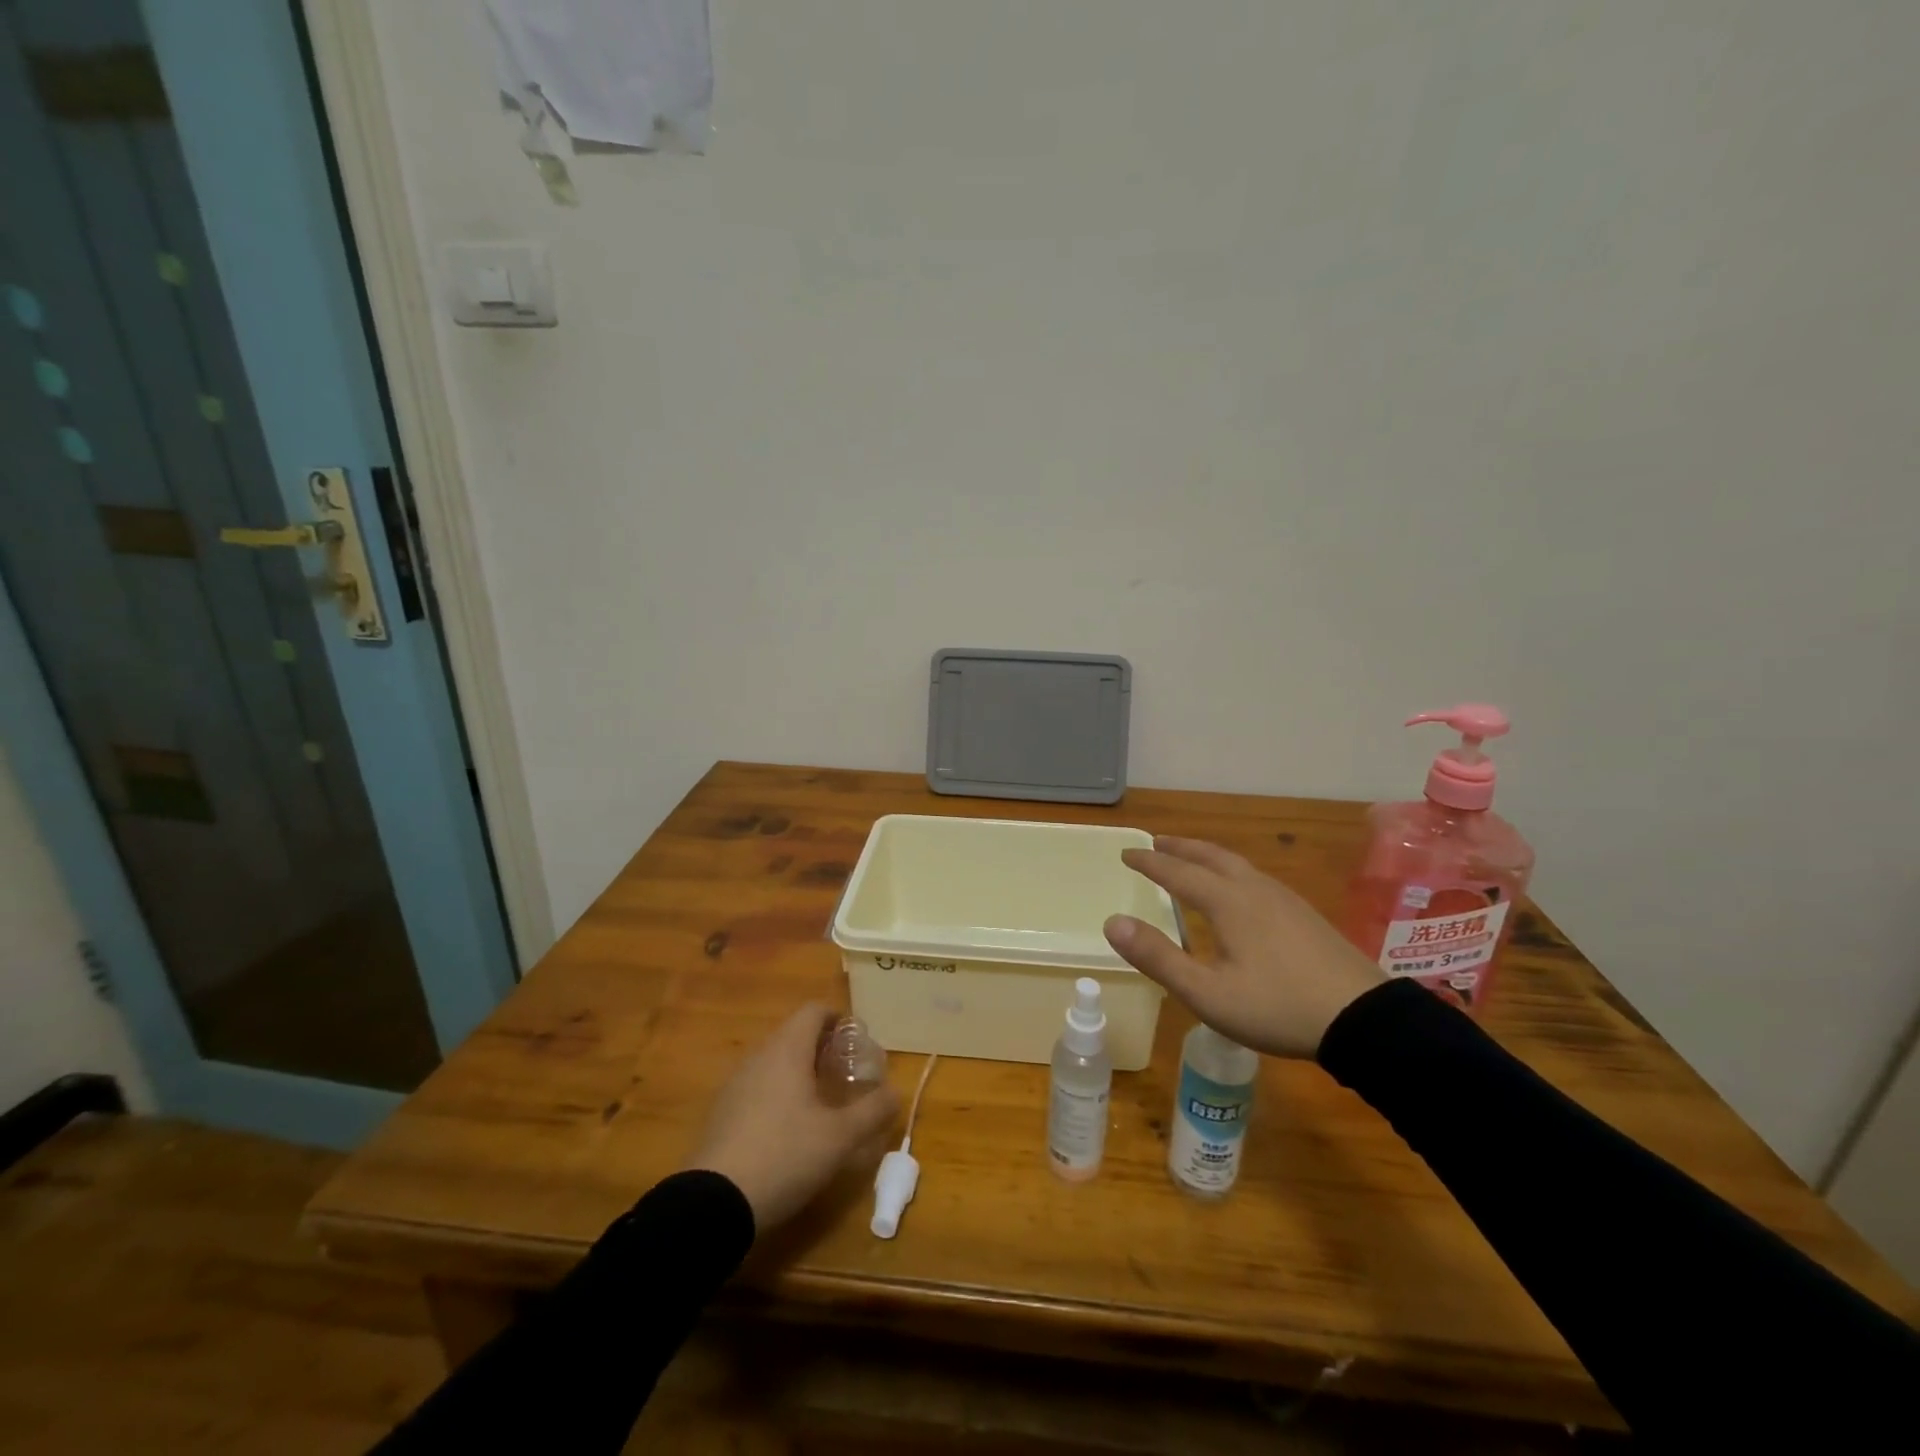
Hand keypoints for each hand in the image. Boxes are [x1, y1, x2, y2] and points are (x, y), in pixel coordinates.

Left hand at [685, 1002, 901, 1232]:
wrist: (714, 1205)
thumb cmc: (785, 1155)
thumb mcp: (840, 1137)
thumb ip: (872, 1110)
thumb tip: (895, 1093)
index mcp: (787, 1050)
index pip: (814, 1011)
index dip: (839, 1019)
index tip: (857, 1043)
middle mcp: (759, 1057)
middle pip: (794, 1034)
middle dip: (823, 1047)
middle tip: (846, 1073)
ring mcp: (735, 1084)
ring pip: (774, 1062)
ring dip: (799, 1071)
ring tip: (821, 1102)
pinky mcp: (721, 1114)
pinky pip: (757, 1087)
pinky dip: (778, 1093)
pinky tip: (789, 1129)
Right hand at [1104, 837, 1384, 1058]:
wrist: (1363, 1019)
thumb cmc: (1277, 1006)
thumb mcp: (1207, 993)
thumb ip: (1158, 957)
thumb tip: (1113, 922)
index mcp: (1228, 902)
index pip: (1178, 872)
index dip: (1149, 862)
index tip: (1126, 853)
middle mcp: (1254, 889)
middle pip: (1211, 856)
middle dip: (1180, 847)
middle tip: (1157, 841)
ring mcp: (1284, 900)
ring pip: (1237, 864)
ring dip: (1207, 856)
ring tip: (1192, 859)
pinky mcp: (1305, 915)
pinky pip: (1255, 878)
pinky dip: (1231, 871)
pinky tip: (1239, 892)